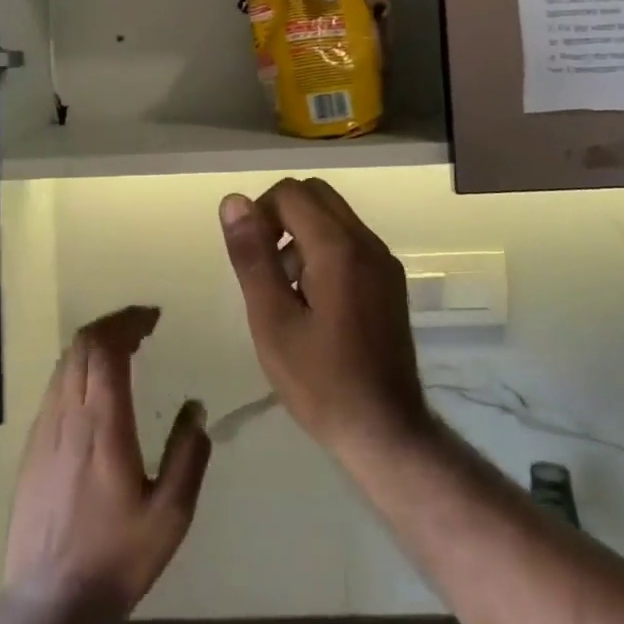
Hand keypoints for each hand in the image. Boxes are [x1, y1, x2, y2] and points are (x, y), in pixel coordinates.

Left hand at [2, 306, 211, 623]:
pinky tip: (95, 389)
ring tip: (122, 350)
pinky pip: (55, 387)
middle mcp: (69, 415)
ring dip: (94, 344)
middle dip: (113, 324)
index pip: (106, 348)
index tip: (152, 317)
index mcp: (103, 424)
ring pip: (65, 363)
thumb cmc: (116, 557)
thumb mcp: (171, 515)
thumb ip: (187, 456)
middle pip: (83, 345)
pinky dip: (78, 369)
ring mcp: (44, 430)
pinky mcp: (32, 449)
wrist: (49, 605)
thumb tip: (195, 408)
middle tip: (142, 327)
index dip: (128, 322)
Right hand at [219, 178, 433, 466]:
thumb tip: (234, 201)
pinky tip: (313, 302)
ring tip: (287, 293)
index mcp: (338, 247)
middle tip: (264, 268)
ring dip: (302, 234)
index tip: (249, 255)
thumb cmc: (321, 382)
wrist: (386, 432)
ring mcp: (383, 260)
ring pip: (333, 216)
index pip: (290, 192)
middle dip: (281, 216)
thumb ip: (252, 256)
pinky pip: (350, 241)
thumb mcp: (272, 321)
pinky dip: (324, 250)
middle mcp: (366, 241)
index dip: (260, 212)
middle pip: (315, 194)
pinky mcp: (389, 279)